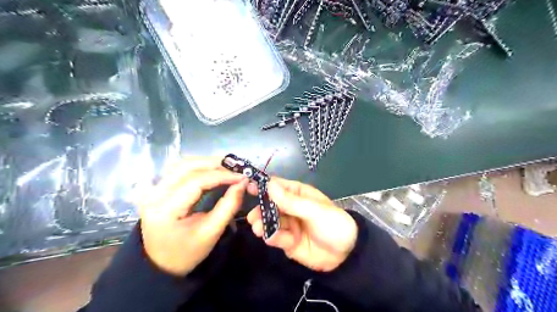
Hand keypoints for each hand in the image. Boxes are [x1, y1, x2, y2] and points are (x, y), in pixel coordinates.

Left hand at [136, 157, 245, 276]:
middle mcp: (154, 194)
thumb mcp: (211, 233)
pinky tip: (211, 169)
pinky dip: (197, 166)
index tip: (242, 177)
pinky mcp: (157, 189)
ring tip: (226, 167)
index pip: (196, 182)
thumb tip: (243, 183)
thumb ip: (229, 206)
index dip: (221, 176)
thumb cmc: (187, 252)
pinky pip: (178, 170)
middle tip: (235, 168)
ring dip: (206, 162)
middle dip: (214, 164)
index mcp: (165, 209)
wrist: (162, 264)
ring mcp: (153, 189)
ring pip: (181, 164)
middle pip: (186, 166)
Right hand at [247, 178, 355, 272]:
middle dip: (260, 210)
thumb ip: (290, 201)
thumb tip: (269, 184)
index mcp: (298, 194)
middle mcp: (291, 208)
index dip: (263, 186)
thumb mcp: (314, 210)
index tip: (248, 188)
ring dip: (262, 224)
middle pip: (270, 205)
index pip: (278, 186)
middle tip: (252, 217)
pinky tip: (272, 239)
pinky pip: (276, 237)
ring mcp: (288, 224)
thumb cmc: (333, 224)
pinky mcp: (287, 241)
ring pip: (270, 221)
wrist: (346, 255)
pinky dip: (272, 237)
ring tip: (258, 228)